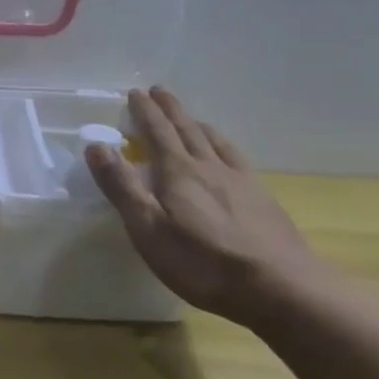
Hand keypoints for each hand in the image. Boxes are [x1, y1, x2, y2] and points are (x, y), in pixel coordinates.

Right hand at [85, 87, 330, 326]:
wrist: (281, 288)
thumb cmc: (202, 262)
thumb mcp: (147, 228)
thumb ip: (121, 186)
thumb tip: (97, 145)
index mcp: (178, 172)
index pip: (156, 132)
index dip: (144, 111)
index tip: (135, 93)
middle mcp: (209, 167)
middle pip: (187, 129)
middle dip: (170, 109)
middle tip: (159, 91)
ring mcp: (241, 182)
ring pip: (215, 142)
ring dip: (197, 124)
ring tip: (190, 118)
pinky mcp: (262, 200)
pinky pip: (237, 159)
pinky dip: (224, 146)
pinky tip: (228, 155)